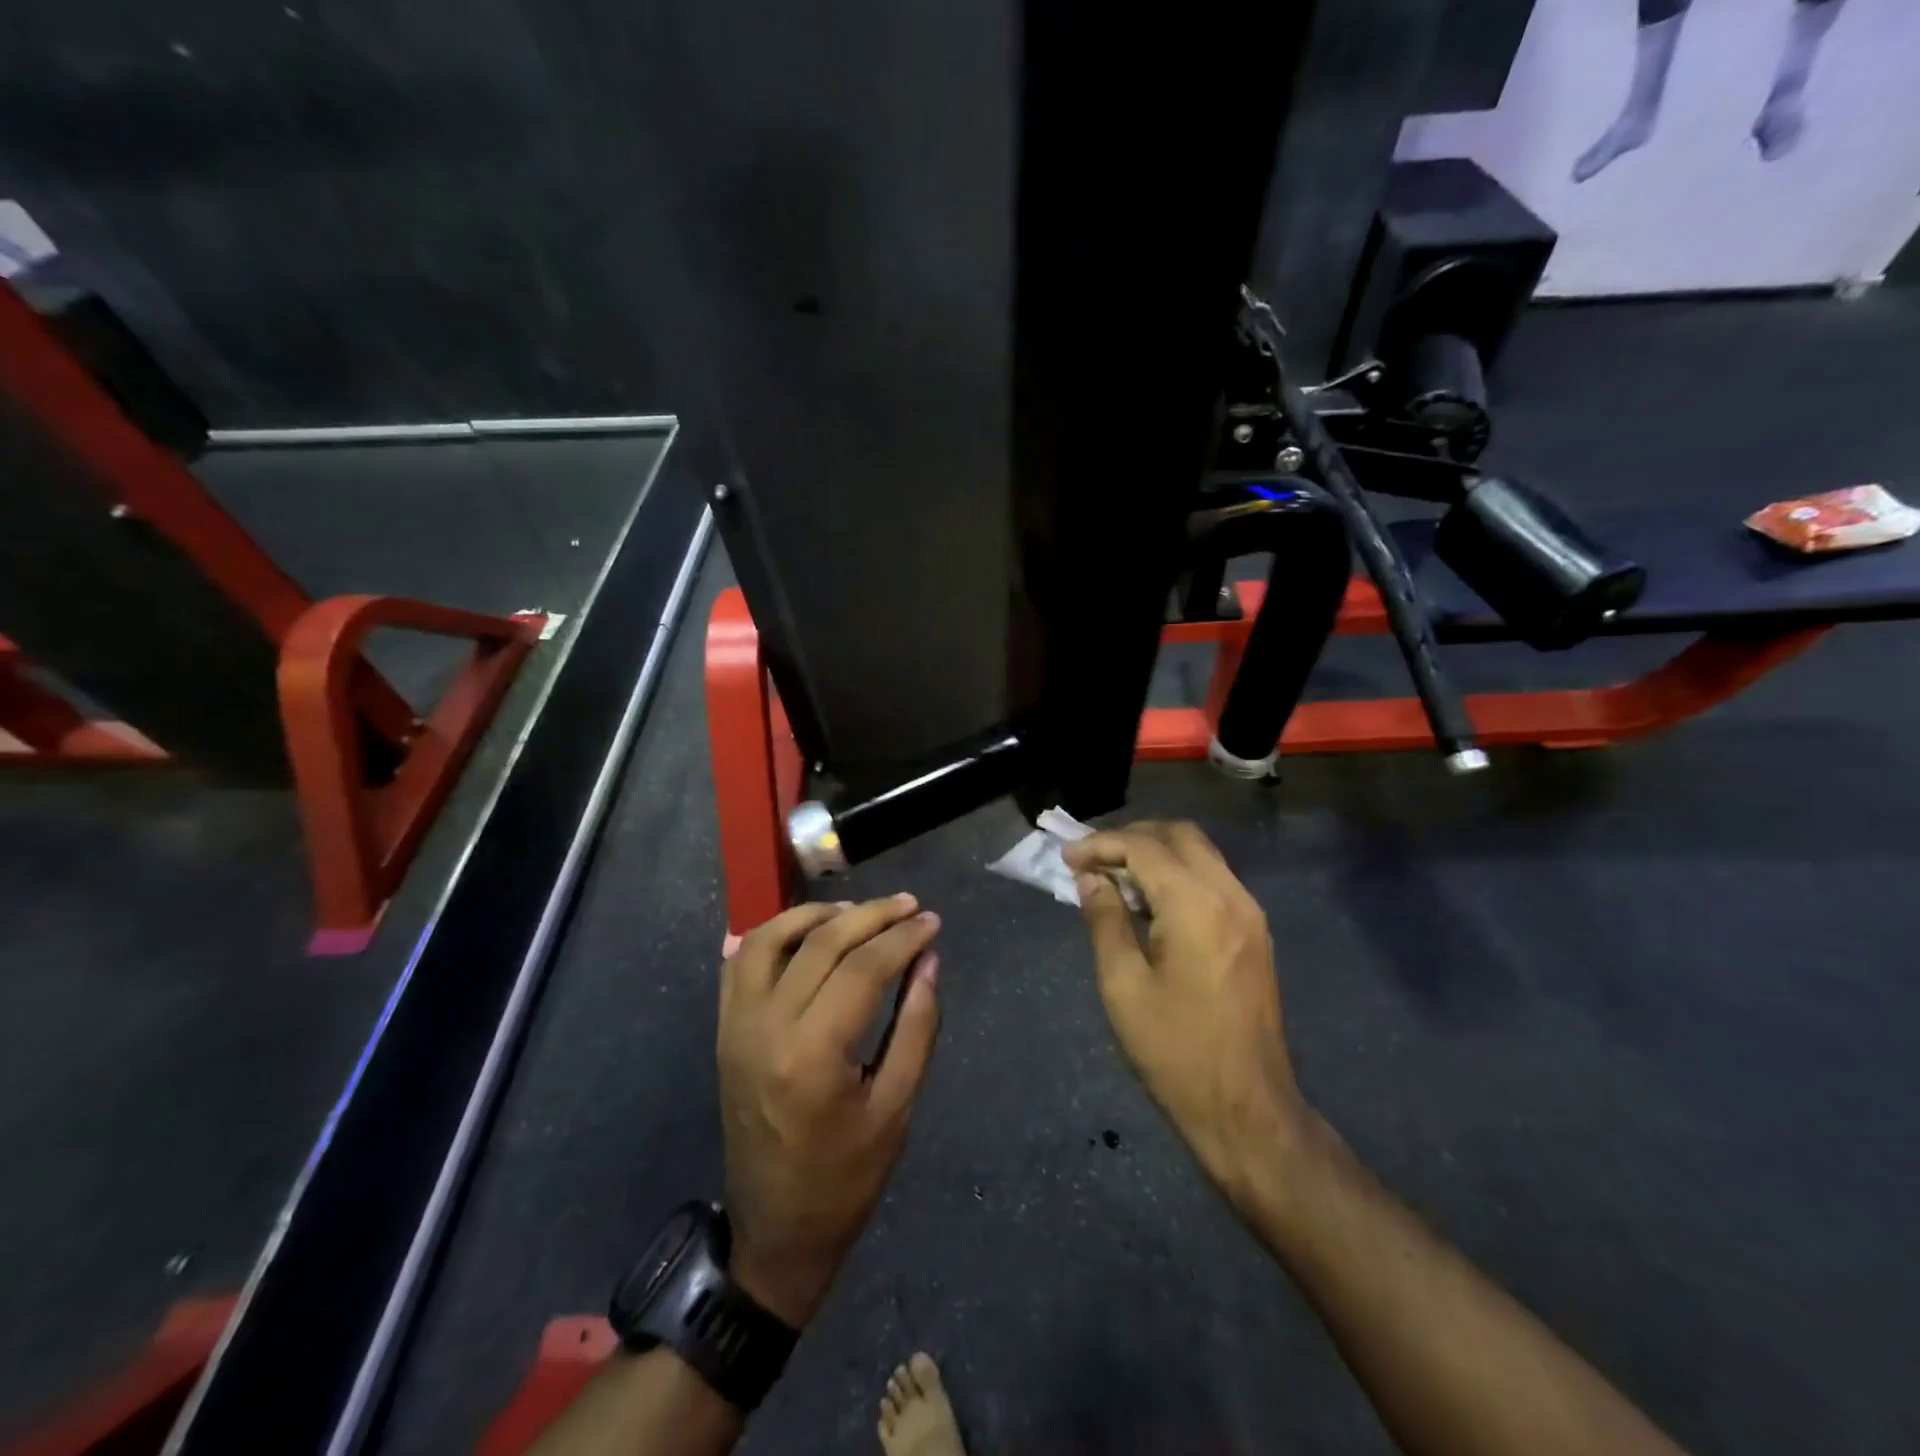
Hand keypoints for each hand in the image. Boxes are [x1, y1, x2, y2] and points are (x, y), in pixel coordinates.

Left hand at [717, 895, 941, 1328]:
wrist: (775, 1230)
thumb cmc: (846, 1177)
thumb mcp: (897, 1107)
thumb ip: (917, 1025)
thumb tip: (929, 959)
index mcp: (812, 1055)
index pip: (862, 969)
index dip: (901, 938)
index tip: (931, 921)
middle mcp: (766, 1028)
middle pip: (821, 944)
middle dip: (870, 916)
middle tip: (908, 905)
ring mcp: (737, 1026)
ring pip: (771, 939)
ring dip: (816, 914)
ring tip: (858, 910)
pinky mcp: (725, 1030)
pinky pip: (742, 963)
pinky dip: (774, 934)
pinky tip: (807, 930)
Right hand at [1064, 822, 1308, 1201]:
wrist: (1247, 1110)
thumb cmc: (1175, 1051)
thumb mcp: (1123, 985)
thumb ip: (1105, 920)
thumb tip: (1090, 879)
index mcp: (1197, 906)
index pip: (1144, 847)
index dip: (1101, 844)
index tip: (1067, 858)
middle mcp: (1231, 895)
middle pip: (1180, 835)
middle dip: (1132, 836)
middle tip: (1092, 859)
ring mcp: (1250, 913)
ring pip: (1201, 853)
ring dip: (1157, 852)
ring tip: (1115, 876)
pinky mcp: (1255, 932)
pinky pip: (1214, 879)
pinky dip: (1179, 874)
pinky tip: (1150, 902)